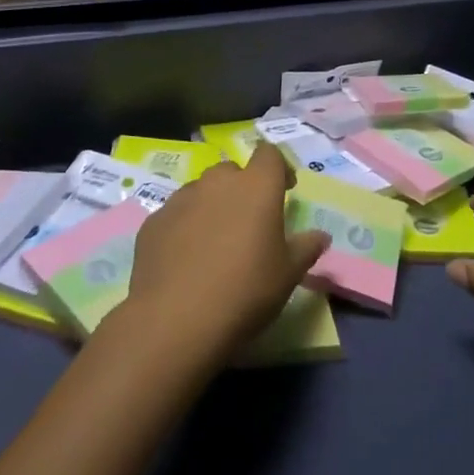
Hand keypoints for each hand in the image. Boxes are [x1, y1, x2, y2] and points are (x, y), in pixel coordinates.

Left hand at [121, 151, 328, 362]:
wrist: (175, 320)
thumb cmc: (245, 291)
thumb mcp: (288, 275)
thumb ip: (306, 248)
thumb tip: (320, 236)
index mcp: (256, 187)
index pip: (269, 154)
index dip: (278, 168)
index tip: (284, 190)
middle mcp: (217, 182)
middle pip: (232, 171)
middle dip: (242, 189)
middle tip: (248, 223)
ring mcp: (181, 199)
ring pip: (201, 191)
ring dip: (211, 206)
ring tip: (215, 243)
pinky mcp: (153, 221)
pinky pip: (176, 215)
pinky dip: (184, 227)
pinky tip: (185, 259)